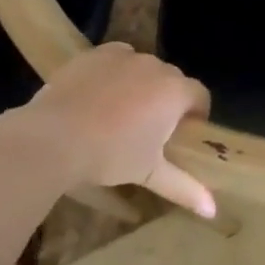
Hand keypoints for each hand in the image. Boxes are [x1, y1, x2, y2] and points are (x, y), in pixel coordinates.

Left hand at [15, 43, 215, 217]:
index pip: (200, 95)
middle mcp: (155, 66)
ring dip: (141, 85)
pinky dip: (114, 73)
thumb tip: (212, 211)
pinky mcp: (94, 54)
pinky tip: (98, 95)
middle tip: (150, 129)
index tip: (181, 135)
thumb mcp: (149, 173)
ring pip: (143, 68)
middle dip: (168, 100)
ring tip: (121, 112)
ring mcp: (123, 56)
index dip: (196, 114)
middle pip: (172, 80)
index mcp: (175, 92)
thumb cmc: (110, 155)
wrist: (52, 137)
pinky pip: (115, 60)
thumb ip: (185, 188)